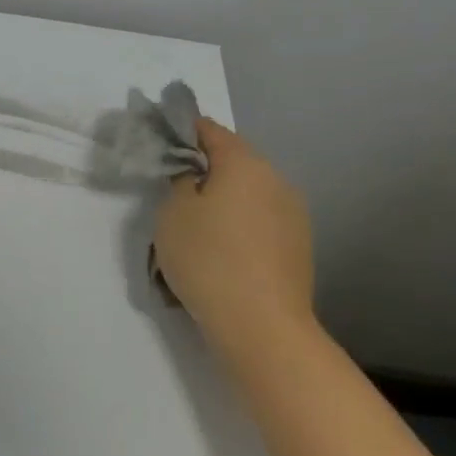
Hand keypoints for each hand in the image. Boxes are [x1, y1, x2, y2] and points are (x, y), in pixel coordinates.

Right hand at [152, 120, 316, 351]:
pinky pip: (259, 218)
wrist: (261, 326)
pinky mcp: (297, 245)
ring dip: (222, 197)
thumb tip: (192, 173)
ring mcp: (293, 214)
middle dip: (203, 166)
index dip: (182, 130)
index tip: (158, 140)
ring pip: (248, 191)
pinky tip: (219, 247)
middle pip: (233, 160)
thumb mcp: (173, 211)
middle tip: (170, 184)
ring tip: (194, 221)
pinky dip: (238, 222)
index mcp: (245, 163)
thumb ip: (179, 180)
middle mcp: (276, 180)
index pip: (210, 130)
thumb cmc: (208, 258)